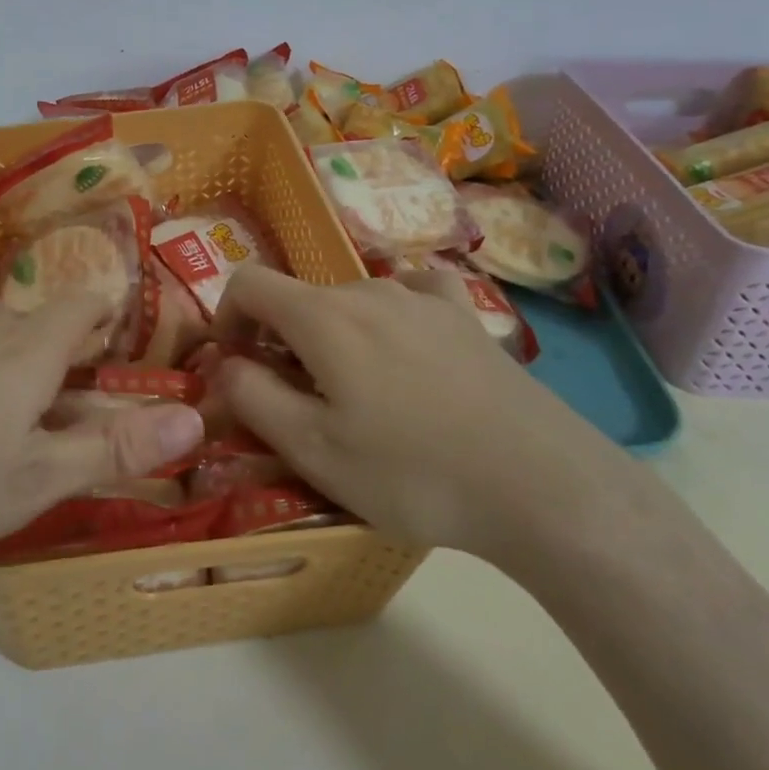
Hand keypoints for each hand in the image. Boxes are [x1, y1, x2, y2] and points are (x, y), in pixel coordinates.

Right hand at [212, 265, 617, 558]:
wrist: (543, 486)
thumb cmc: (413, 472)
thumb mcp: (313, 449)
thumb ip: (252, 397)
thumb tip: (225, 363)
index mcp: (323, 316)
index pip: (248, 283)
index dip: (226, 318)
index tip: (236, 365)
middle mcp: (369, 290)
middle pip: (300, 299)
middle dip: (280, 341)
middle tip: (298, 403)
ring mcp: (424, 298)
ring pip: (351, 302)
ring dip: (332, 337)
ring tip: (358, 395)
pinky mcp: (466, 316)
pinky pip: (411, 296)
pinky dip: (390, 317)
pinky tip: (407, 350)